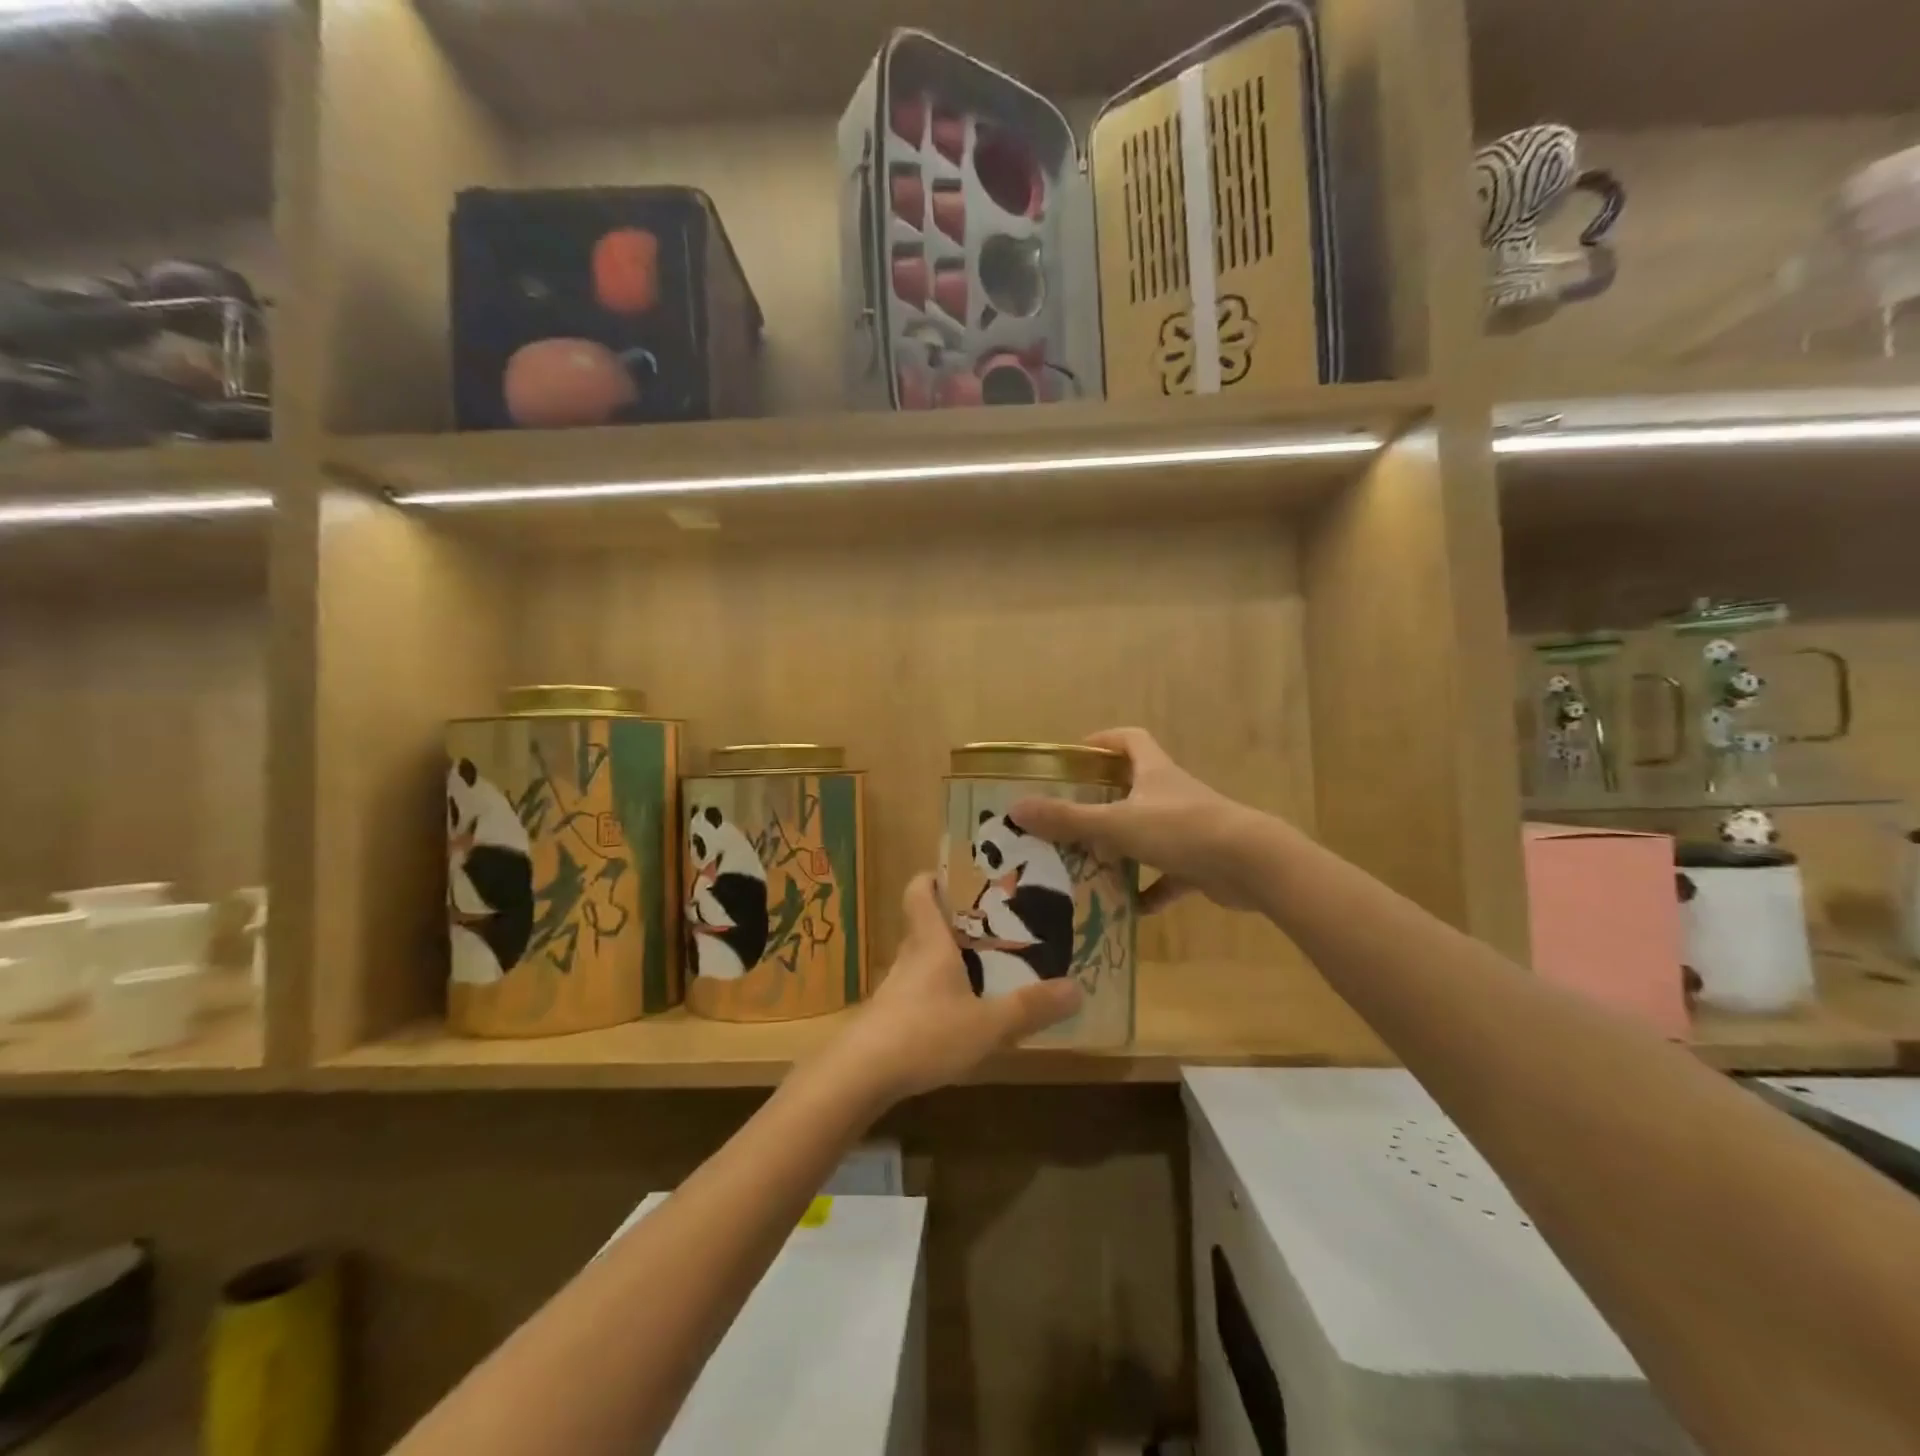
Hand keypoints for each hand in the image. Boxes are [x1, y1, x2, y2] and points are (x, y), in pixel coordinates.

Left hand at [833, 874, 1082, 1103]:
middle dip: (952, 921)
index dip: (933, 878)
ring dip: (944, 959)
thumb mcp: (988, 1024)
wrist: (860, 1076)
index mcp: (929, 943)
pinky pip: (914, 992)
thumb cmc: (925, 1033)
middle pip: (922, 924)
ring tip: (980, 968)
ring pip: (919, 960)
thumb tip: (1077, 988)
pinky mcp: (886, 1019)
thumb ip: (1030, 1008)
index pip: (919, 892)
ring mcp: (893, 989)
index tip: (957, 875)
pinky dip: (934, 992)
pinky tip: (955, 1014)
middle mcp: (908, 957)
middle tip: (989, 924)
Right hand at [1010, 727, 1260, 914]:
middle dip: (1104, 800)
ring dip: (1124, 848)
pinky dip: (1151, 889)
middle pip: (1135, 787)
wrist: (1252, 865)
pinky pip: (1169, 876)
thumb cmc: (1181, 830)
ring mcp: (1190, 828)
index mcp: (1154, 772)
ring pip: (1149, 832)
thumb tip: (1016, 808)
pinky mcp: (1202, 862)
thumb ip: (1068, 819)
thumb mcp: (1117, 824)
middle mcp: (1172, 794)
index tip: (1076, 756)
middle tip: (1069, 818)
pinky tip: (1131, 907)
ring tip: (1090, 864)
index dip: (1104, 741)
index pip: (1129, 740)